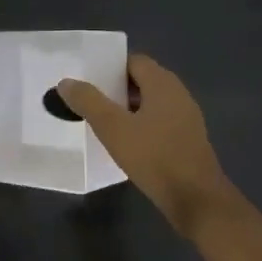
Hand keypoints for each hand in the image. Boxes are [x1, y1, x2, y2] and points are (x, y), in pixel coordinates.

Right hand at [58, 55, 240, 238]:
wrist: (195, 199)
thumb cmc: (154, 157)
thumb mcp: (113, 128)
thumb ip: (89, 102)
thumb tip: (66, 82)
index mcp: (163, 84)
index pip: (134, 61)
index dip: (110, 68)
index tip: (87, 80)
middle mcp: (178, 94)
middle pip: (142, 81)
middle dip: (115, 89)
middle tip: (89, 102)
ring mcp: (186, 118)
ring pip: (151, 104)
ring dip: (127, 109)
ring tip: (102, 123)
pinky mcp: (188, 140)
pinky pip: (160, 122)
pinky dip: (141, 126)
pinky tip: (126, 144)